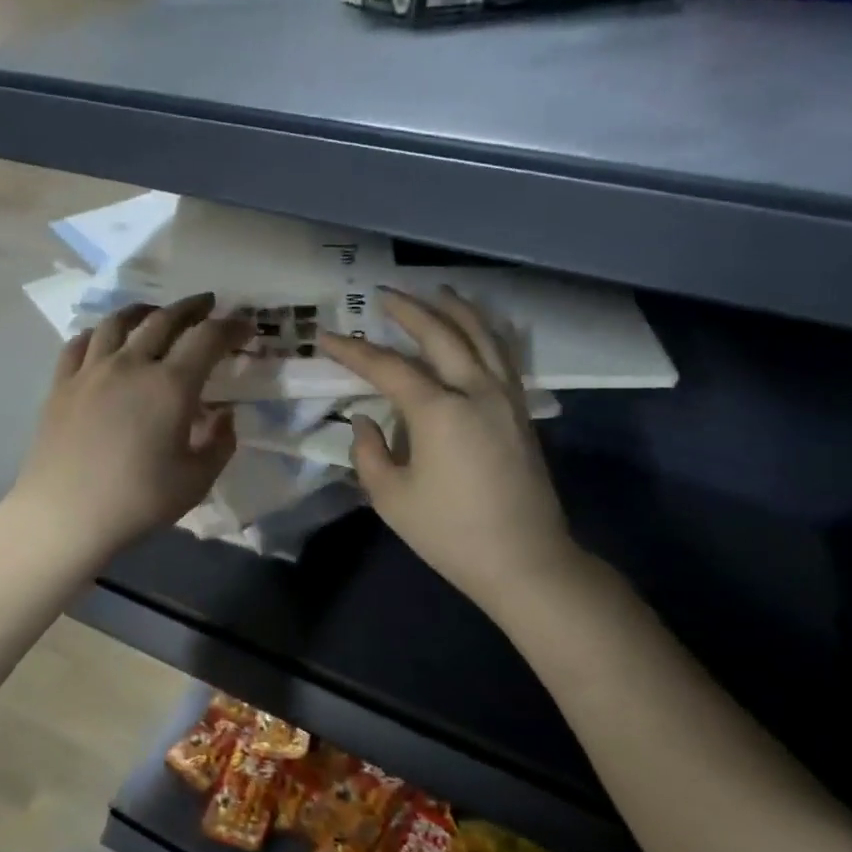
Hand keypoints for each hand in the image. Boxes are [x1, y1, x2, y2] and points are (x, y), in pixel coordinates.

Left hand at [9, 295, 248, 565]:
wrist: (65, 515)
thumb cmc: (138, 501)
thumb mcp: (197, 480)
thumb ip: (220, 443)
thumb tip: (224, 415)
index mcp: (171, 386)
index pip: (208, 338)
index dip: (231, 328)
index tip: (245, 328)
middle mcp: (131, 365)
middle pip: (164, 319)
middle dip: (191, 307)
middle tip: (207, 304)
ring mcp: (91, 371)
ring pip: (118, 322)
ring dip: (144, 310)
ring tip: (154, 312)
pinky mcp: (61, 384)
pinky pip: (80, 343)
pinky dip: (98, 332)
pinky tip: (103, 339)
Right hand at [318, 287, 581, 616]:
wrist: (524, 560)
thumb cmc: (449, 533)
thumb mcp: (391, 497)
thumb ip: (369, 452)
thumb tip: (366, 420)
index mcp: (438, 411)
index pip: (388, 367)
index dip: (354, 351)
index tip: (327, 337)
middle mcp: (475, 390)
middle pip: (441, 334)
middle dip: (409, 310)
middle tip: (383, 294)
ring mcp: (506, 397)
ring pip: (482, 335)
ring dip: (456, 309)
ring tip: (436, 291)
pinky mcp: (522, 411)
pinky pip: (503, 355)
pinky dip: (486, 332)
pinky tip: (476, 329)